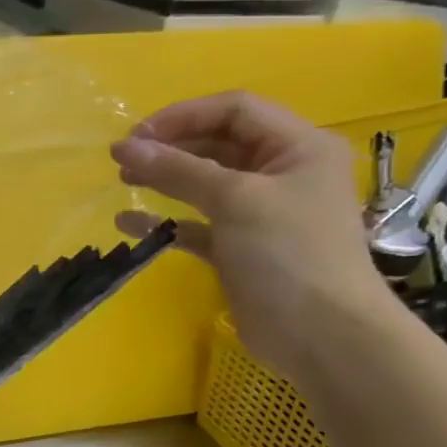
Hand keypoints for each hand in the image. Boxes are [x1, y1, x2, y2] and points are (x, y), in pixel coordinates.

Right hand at [110, 92, 392, 381]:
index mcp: (297, 147)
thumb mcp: (236, 201)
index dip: (183, 116)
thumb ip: (178, 170)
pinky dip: (166, 222)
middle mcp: (281, 173)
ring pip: (204, 183)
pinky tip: (130, 225)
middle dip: (170, 147)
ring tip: (123, 181)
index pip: (234, 111)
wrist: (323, 336)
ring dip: (164, 179)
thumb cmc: (289, 254)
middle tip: (123, 159)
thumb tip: (124, 147)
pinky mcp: (239, 248)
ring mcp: (260, 212)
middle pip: (217, 144)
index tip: (136, 135)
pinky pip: (197, 224)